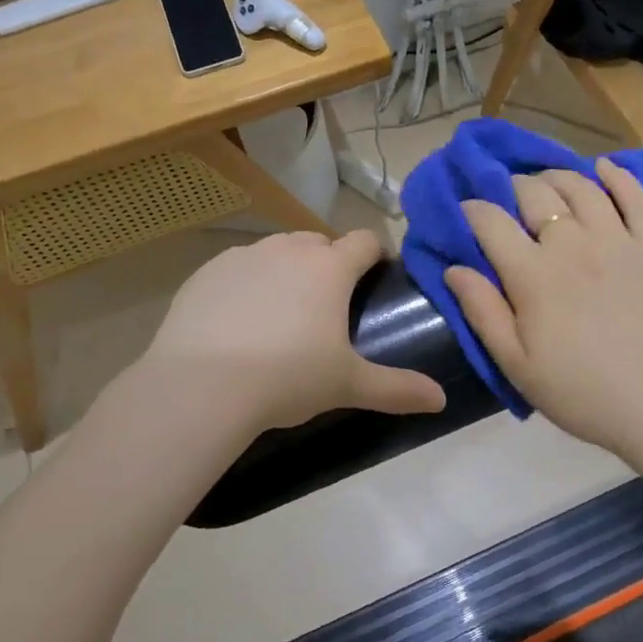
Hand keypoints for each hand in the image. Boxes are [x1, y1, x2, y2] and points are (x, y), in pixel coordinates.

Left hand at [132, 229, 445, 438]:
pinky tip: (238, 319)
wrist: (201, 386)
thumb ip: (398, 389)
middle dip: (330, 262)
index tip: (378, 274)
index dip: (376, 253)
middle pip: (320, 242)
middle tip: (329, 304)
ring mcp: (244, 256)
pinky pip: (238, 266)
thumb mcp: (347, 385)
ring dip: (288, 268)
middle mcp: (290, 250)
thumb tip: (441, 400)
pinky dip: (247, 282)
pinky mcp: (207, 272)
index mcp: (330, 268)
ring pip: (277, 250)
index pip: (366, 241)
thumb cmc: (287, 378)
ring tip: (282, 311)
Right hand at [444, 159, 642, 459]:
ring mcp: (618, 240)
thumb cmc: (579, 391)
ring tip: (546, 184)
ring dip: (556, 177)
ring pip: (581, 186)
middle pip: (535, 193)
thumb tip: (454, 268)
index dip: (472, 210)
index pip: (491, 221)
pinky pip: (637, 197)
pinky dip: (618, 176)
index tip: (466, 212)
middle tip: (508, 201)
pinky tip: (604, 167)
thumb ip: (483, 311)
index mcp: (534, 274)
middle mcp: (574, 244)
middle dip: (512, 188)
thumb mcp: (516, 364)